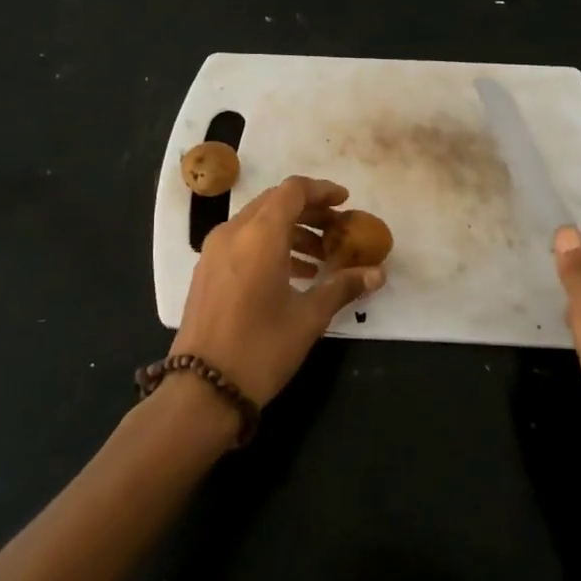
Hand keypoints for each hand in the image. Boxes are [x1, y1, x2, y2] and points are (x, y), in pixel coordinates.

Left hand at [171, 176, 385, 405]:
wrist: (202, 389)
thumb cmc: (261, 348)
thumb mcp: (309, 317)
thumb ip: (343, 287)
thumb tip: (378, 273)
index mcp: (260, 235)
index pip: (293, 191)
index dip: (322, 191)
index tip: (345, 203)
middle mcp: (233, 233)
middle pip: (274, 202)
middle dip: (309, 211)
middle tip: (337, 230)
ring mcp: (214, 251)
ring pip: (257, 222)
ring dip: (290, 230)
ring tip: (320, 259)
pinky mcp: (206, 271)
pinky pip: (242, 241)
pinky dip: (269, 246)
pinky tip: (292, 275)